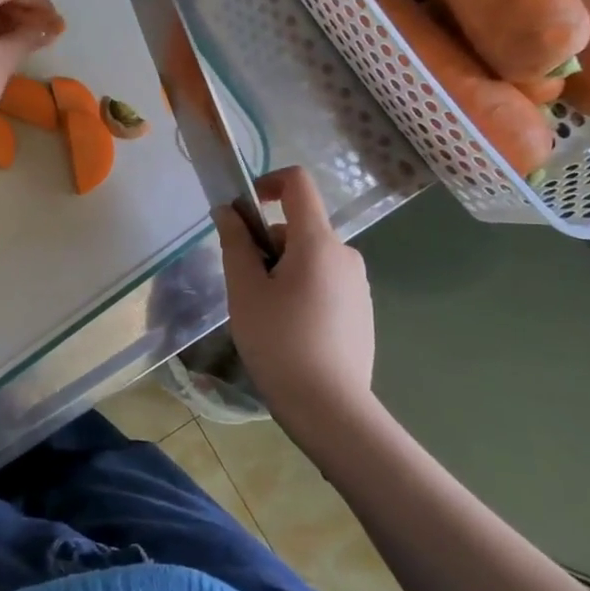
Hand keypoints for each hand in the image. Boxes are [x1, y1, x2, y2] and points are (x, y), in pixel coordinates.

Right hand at [216, 167, 376, 427]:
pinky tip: (290, 331)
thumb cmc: (279, 341)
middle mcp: (345, 254)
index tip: (242, 211)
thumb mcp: (245, 289)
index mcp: (318, 242)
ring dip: (282, 271)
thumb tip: (228, 211)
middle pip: (298, 228)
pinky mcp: (361, 310)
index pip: (297, 184)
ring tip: (266, 315)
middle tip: (246, 288)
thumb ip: (235, 243)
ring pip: (309, 258)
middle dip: (266, 246)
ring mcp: (358, 284)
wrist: (329, 407)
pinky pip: (324, 282)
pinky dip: (301, 291)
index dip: (267, 183)